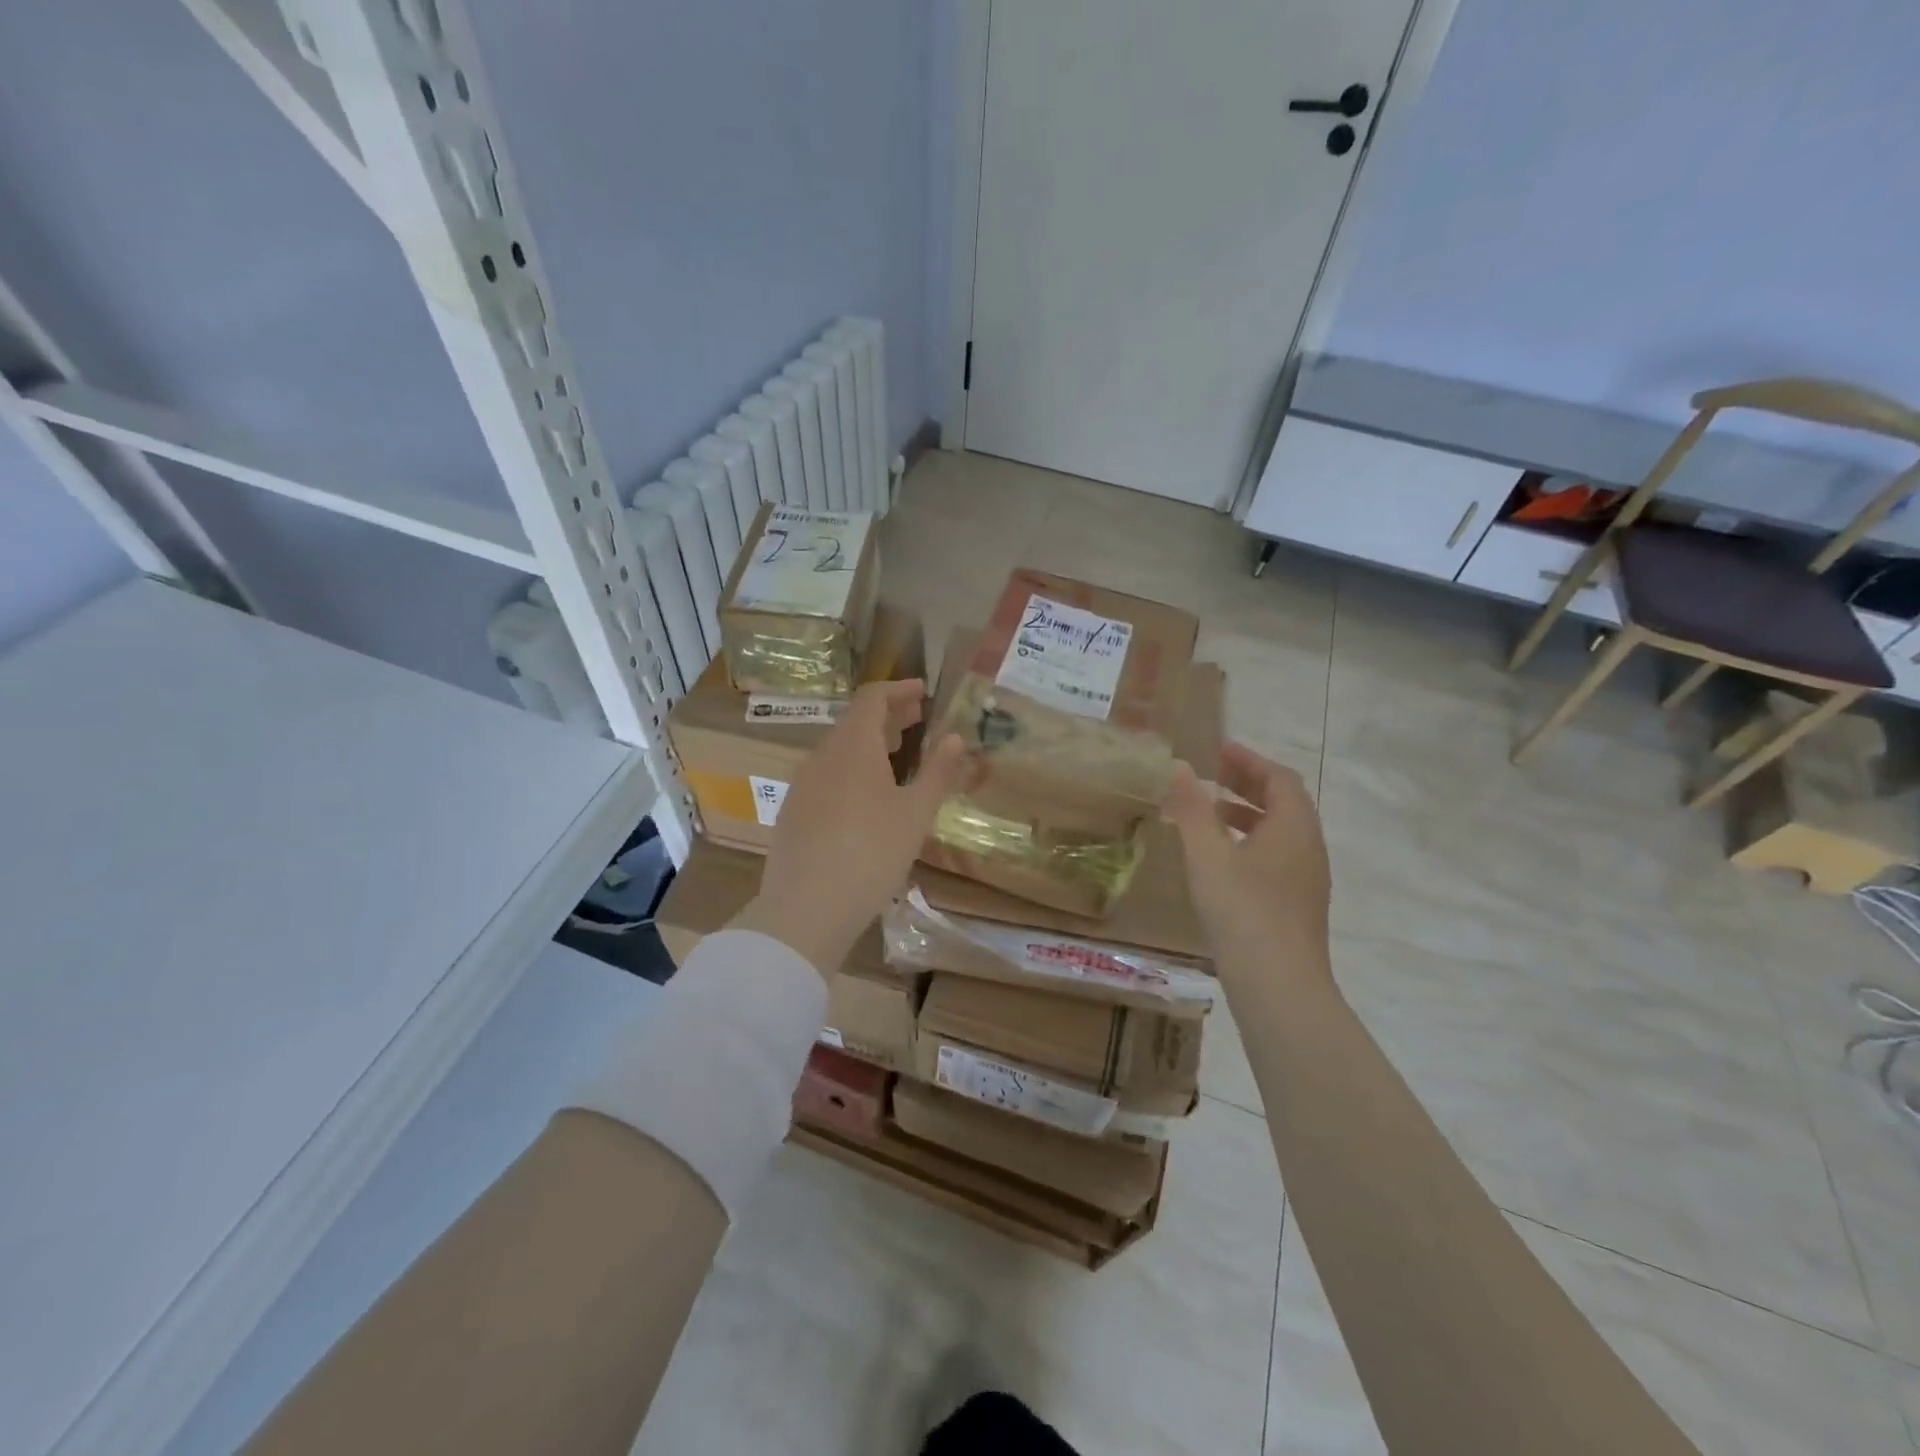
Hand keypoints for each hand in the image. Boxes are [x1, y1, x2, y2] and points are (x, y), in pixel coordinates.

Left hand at [735, 680, 968, 975]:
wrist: (806, 908)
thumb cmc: (872, 853)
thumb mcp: (915, 813)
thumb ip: (937, 771)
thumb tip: (956, 737)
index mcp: (853, 746)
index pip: (873, 698)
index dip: (899, 690)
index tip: (923, 692)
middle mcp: (822, 755)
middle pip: (855, 721)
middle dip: (888, 716)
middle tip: (918, 720)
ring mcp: (802, 783)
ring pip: (839, 749)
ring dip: (870, 744)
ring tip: (897, 755)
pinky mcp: (793, 811)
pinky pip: (827, 775)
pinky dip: (851, 769)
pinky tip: (866, 797)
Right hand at [1162, 741, 1332, 982]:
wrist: (1279, 985)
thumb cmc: (1242, 910)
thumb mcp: (1207, 854)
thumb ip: (1191, 808)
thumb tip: (1179, 766)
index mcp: (1293, 826)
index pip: (1279, 778)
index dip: (1248, 760)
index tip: (1218, 750)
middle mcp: (1308, 847)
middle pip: (1284, 803)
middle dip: (1247, 784)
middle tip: (1212, 775)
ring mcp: (1307, 879)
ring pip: (1280, 832)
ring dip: (1247, 814)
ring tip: (1210, 814)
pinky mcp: (1298, 905)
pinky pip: (1277, 856)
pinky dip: (1250, 842)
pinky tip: (1222, 861)